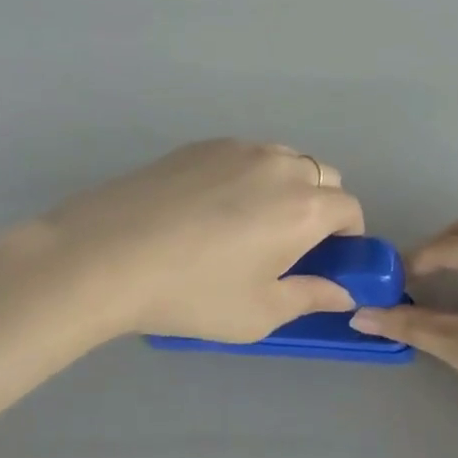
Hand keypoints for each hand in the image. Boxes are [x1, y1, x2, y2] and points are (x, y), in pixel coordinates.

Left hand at [5, 140, 364, 343]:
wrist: (106, 255)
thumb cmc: (193, 293)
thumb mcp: (259, 312)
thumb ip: (310, 297)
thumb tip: (342, 292)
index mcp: (304, 207)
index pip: (350, 208)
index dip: (348, 236)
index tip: (326, 260)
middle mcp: (280, 166)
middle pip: (323, 176)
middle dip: (320, 207)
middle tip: (287, 245)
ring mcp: (238, 148)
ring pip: (283, 160)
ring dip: (285, 186)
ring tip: (247, 223)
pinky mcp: (200, 145)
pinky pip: (244, 155)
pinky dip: (247, 176)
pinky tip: (210, 208)